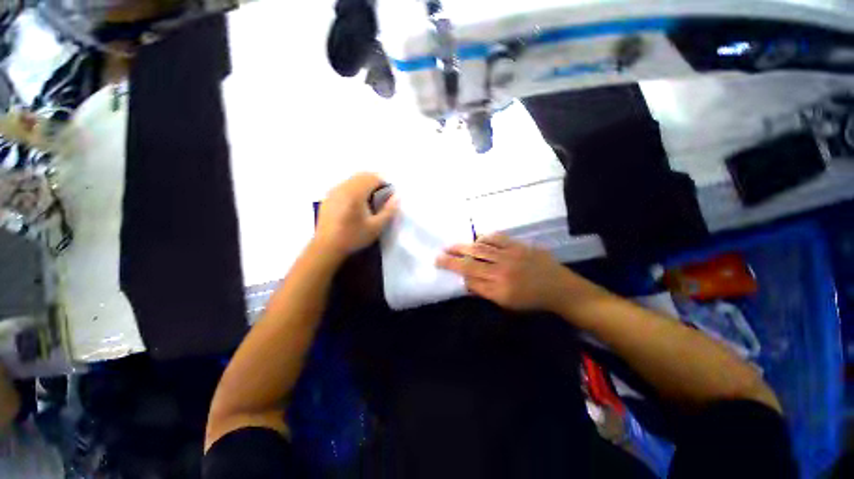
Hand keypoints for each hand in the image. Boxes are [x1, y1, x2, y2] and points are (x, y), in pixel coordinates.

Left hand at [313, 173, 397, 259]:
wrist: (327, 247)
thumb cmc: (353, 237)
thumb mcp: (376, 227)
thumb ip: (389, 210)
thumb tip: (397, 196)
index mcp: (355, 193)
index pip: (372, 178)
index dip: (384, 183)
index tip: (389, 195)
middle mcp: (343, 187)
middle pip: (362, 176)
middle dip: (374, 182)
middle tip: (381, 197)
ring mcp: (334, 191)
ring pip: (352, 179)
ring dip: (364, 185)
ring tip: (370, 201)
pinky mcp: (328, 197)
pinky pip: (344, 185)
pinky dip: (354, 189)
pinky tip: (355, 205)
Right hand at [436, 234, 587, 311]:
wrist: (559, 288)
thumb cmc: (532, 300)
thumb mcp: (507, 304)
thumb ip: (484, 292)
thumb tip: (466, 281)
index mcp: (499, 289)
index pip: (469, 278)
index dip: (453, 270)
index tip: (440, 264)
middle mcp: (501, 271)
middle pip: (471, 263)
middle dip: (452, 258)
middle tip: (439, 254)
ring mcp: (510, 256)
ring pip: (480, 249)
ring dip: (463, 247)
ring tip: (451, 245)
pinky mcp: (518, 246)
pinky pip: (497, 238)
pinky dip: (483, 237)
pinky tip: (476, 239)